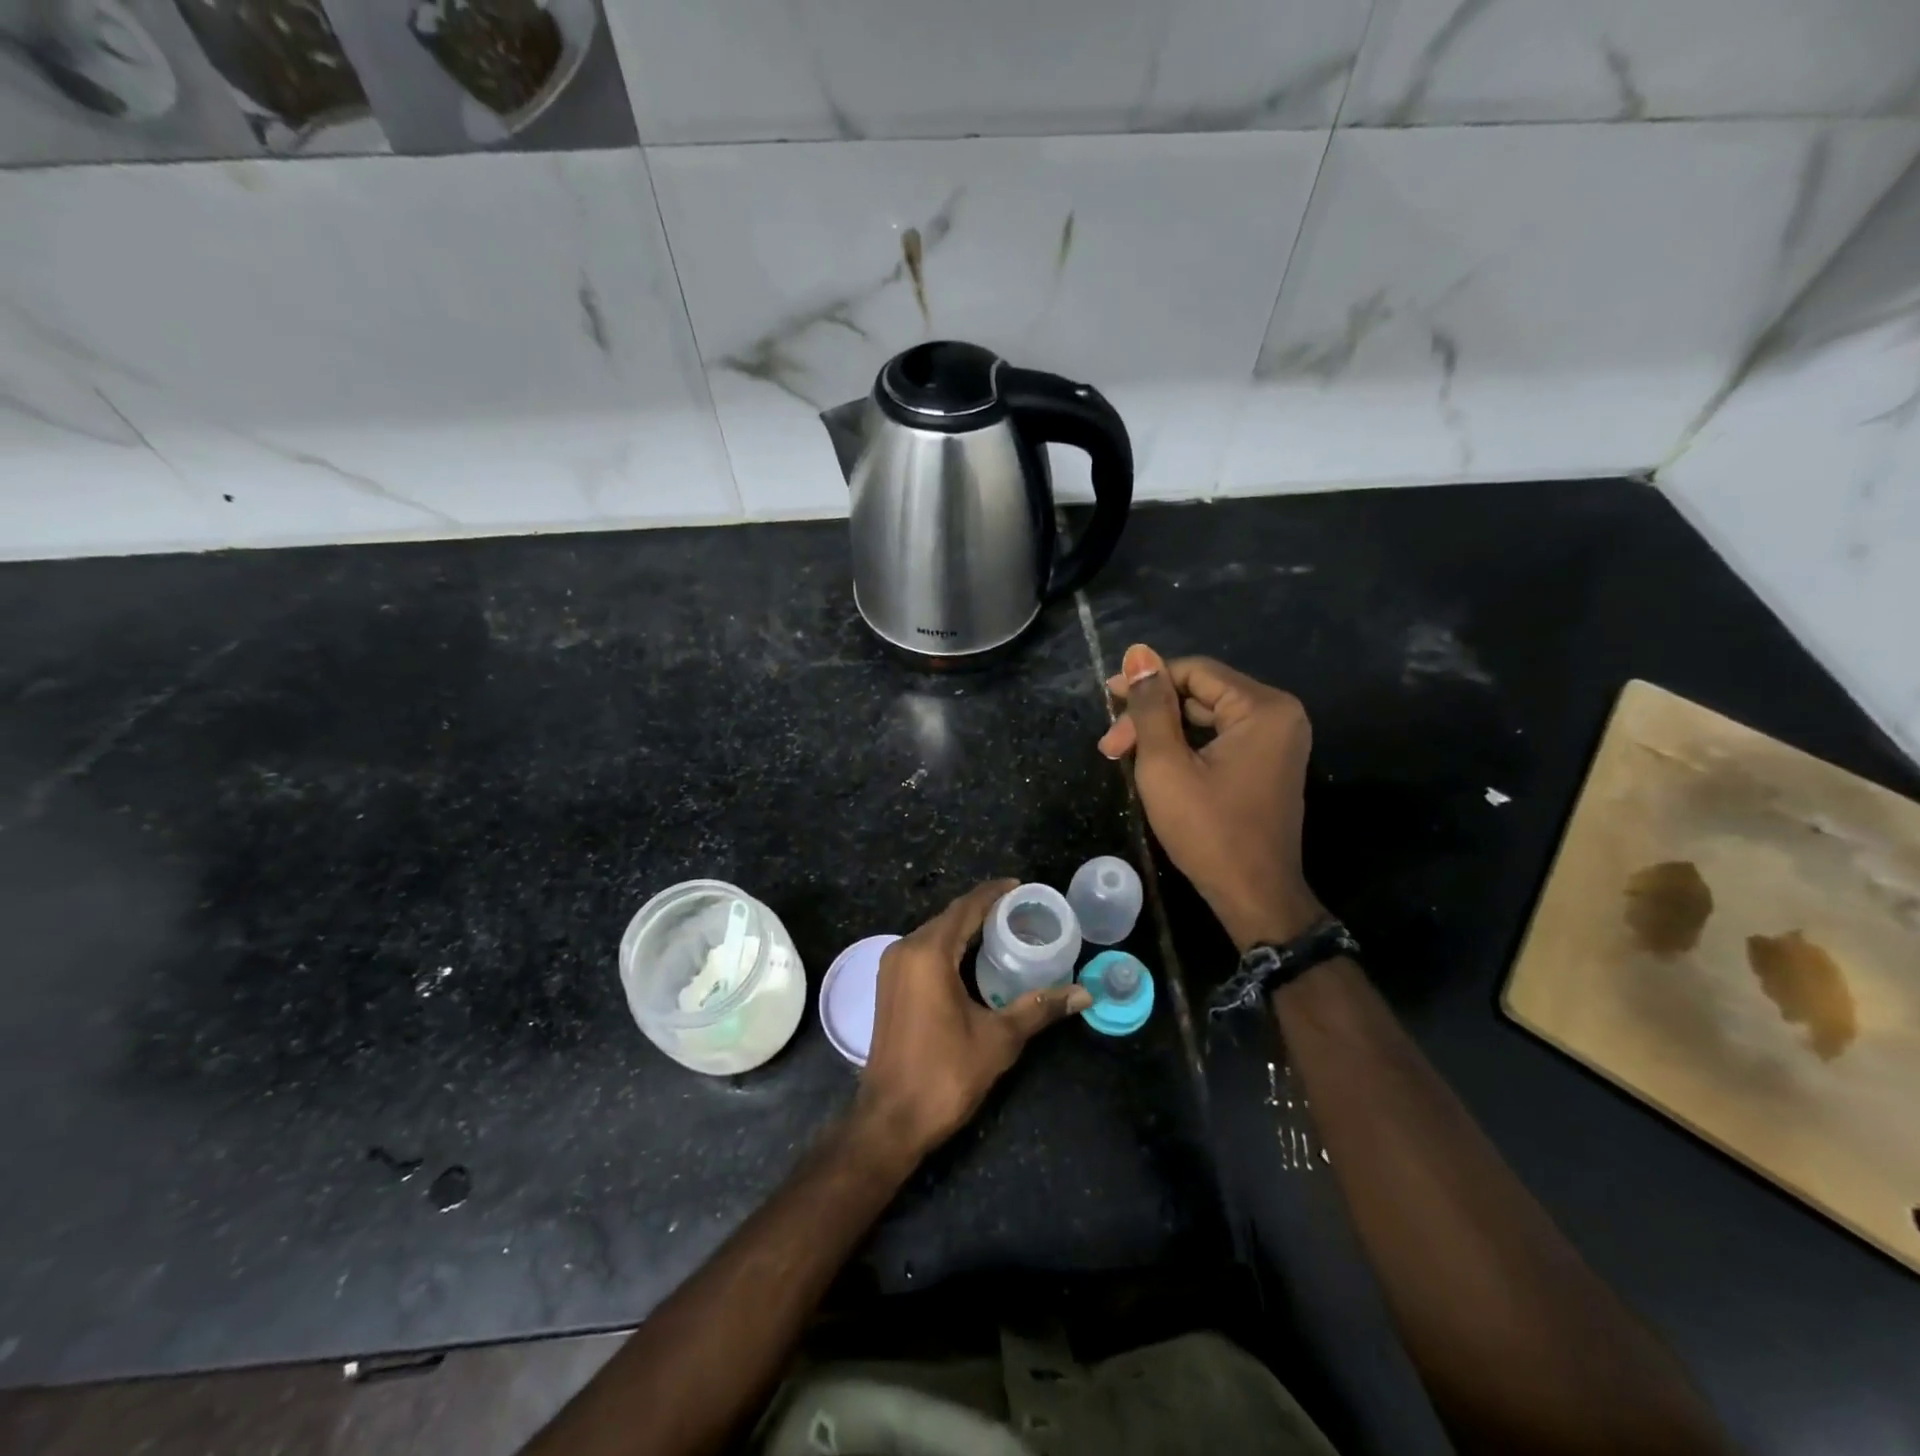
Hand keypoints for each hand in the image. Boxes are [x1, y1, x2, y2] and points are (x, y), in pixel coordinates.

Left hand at [856, 879, 1090, 1162]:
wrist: (890, 1119)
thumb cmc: (945, 1074)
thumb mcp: (999, 1039)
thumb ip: (1039, 1009)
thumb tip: (1084, 994)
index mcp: (928, 953)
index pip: (966, 908)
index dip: (993, 893)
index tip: (1021, 887)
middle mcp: (905, 950)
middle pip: (949, 918)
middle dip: (982, 910)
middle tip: (1021, 911)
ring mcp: (892, 968)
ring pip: (934, 934)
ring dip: (965, 929)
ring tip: (1003, 930)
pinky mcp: (889, 986)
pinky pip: (923, 951)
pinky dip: (949, 947)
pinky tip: (973, 959)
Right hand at [1098, 645, 1323, 950]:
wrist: (1253, 896)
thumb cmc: (1208, 831)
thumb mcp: (1166, 765)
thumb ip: (1151, 706)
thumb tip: (1137, 654)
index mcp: (1263, 708)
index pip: (1194, 672)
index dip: (1146, 682)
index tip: (1106, 702)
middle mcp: (1278, 714)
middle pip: (1201, 693)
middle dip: (1152, 714)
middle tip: (1111, 745)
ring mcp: (1277, 740)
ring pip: (1207, 717)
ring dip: (1163, 732)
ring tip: (1123, 755)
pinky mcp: (1267, 763)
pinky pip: (1220, 738)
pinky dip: (1186, 746)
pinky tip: (1154, 763)